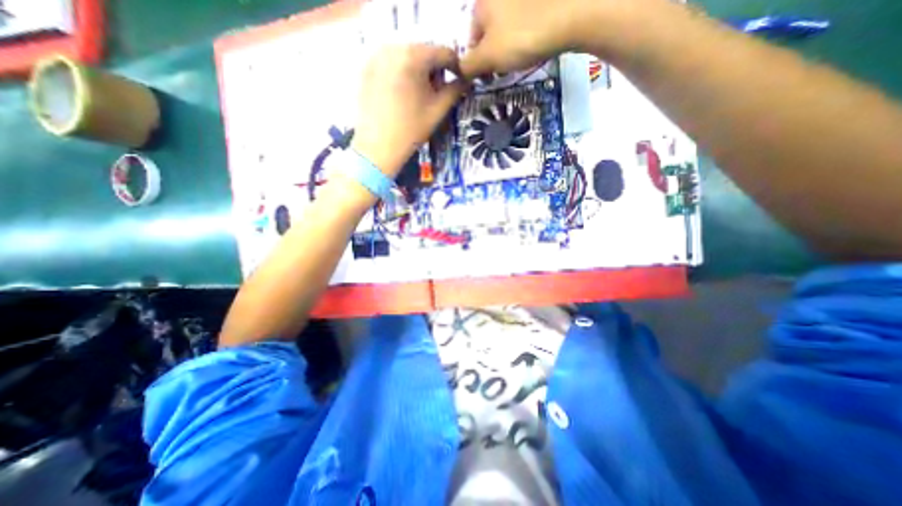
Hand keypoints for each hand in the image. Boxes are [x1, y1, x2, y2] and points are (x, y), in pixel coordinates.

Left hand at [351, 44, 469, 176]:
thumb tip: (466, 80)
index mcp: (413, 56)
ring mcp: (376, 56)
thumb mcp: (438, 110)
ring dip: (418, 70)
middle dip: (435, 69)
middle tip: (437, 92)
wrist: (377, 148)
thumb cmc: (411, 131)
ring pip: (407, 55)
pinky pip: (391, 63)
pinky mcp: (366, 68)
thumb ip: (455, 90)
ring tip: (419, 94)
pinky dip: (402, 73)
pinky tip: (402, 94)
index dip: (456, 66)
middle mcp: (393, 47)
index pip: (444, 52)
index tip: (459, 82)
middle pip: (424, 51)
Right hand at [461, 1, 651, 77]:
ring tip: (520, 58)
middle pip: (488, 33)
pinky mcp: (540, 3)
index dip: (476, 62)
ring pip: (506, 28)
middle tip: (503, 70)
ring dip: (508, 47)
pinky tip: (533, 44)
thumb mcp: (488, 57)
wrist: (571, 14)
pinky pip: (524, 23)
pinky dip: (525, 36)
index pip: (471, 40)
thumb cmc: (522, 37)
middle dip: (492, 55)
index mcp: (482, 3)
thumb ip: (468, 66)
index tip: (487, 77)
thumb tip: (458, 71)